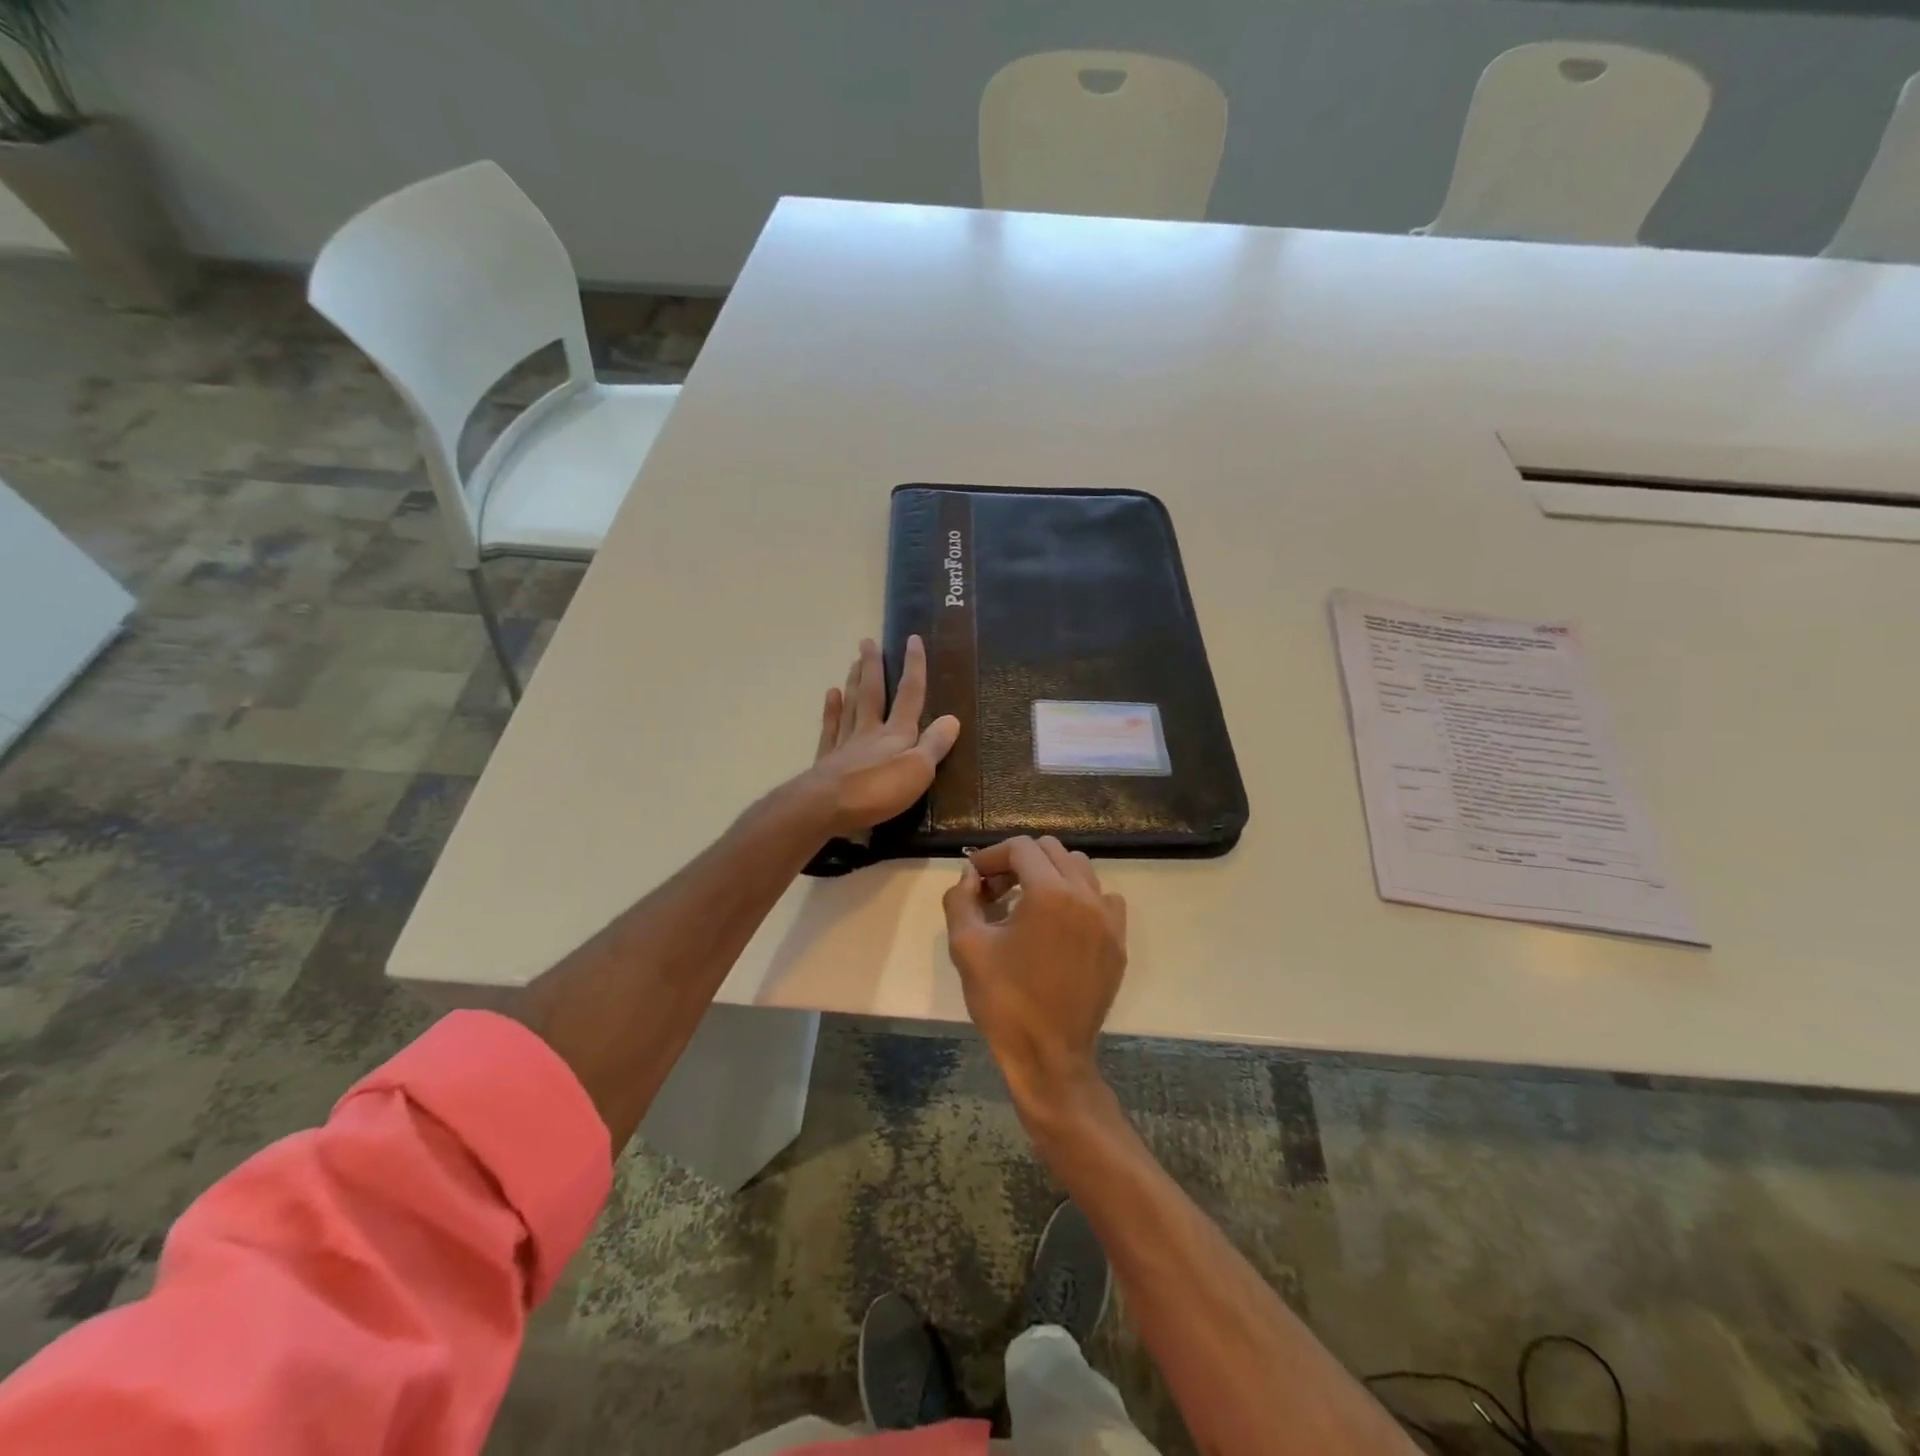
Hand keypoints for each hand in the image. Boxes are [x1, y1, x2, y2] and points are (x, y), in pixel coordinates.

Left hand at [804, 635, 960, 839]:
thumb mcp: (918, 770)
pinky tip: (831, 695)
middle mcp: (870, 732)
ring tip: (853, 662)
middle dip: (874, 667)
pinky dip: (831, 711)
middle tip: (868, 642)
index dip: (914, 667)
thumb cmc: (878, 792)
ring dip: (854, 683)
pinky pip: (830, 729)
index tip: (912, 639)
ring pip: (851, 706)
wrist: (825, 808)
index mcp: (896, 734)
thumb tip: (952, 718)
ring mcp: (846, 745)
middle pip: (873, 694)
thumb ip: (934, 744)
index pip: (909, 695)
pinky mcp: (827, 761)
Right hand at [942, 836, 1127, 1116]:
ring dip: (1050, 874)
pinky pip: (1103, 898)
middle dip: (1019, 862)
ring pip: (1080, 869)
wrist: (1049, 1056)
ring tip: (1026, 903)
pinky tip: (1061, 922)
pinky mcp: (1117, 942)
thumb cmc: (1003, 1001)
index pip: (1021, 848)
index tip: (976, 877)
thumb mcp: (966, 945)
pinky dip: (1081, 896)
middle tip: (996, 890)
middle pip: (1052, 851)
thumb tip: (971, 875)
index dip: (993, 855)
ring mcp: (1108, 919)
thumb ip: (961, 898)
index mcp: (1049, 893)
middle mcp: (1085, 896)